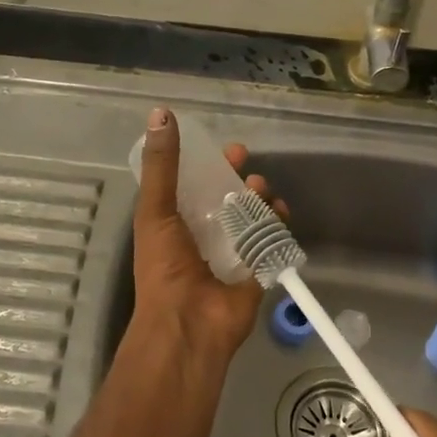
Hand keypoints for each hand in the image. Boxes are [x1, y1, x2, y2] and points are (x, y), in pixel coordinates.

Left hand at [129, 107, 287, 368]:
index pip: (195, 184)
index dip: (210, 165)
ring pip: (252, 215)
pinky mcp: (257, 268)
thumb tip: (160, 113)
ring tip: (259, 191)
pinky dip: (279, 223)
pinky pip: (272, 239)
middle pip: (227, 197)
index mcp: (176, 222)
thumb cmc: (164, 265)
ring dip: (259, 197)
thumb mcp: (156, 209)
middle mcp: (204, 234)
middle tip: (246, 167)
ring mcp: (232, 253)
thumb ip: (162, 165)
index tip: (226, 150)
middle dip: (239, 178)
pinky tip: (280, 211)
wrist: (188, 323)